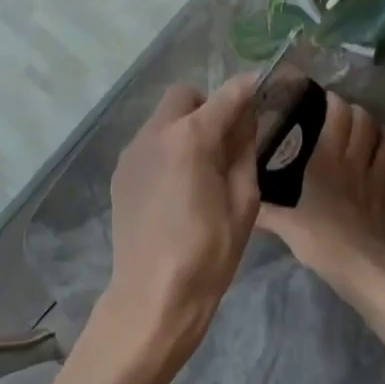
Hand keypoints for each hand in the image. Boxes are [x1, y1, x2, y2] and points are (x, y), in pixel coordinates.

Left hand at [101, 74, 261, 364]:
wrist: (153, 295)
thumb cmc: (208, 251)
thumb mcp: (244, 200)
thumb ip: (244, 150)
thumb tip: (247, 120)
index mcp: (191, 137)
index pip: (226, 95)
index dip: (248, 87)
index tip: (263, 88)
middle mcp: (155, 132)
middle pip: (185, 96)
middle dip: (209, 104)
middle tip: (228, 135)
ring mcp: (132, 152)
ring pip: (163, 118)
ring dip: (186, 126)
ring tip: (203, 163)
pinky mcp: (120, 173)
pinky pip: (149, 143)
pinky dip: (168, 147)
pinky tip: (178, 183)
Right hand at [257, 90, 384, 299]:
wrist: (363, 269)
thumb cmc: (321, 241)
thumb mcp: (285, 225)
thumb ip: (265, 210)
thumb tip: (244, 203)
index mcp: (328, 161)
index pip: (338, 115)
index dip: (334, 101)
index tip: (325, 98)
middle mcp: (357, 161)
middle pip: (365, 120)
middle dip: (357, 111)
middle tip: (347, 115)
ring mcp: (382, 177)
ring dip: (382, 129)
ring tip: (374, 131)